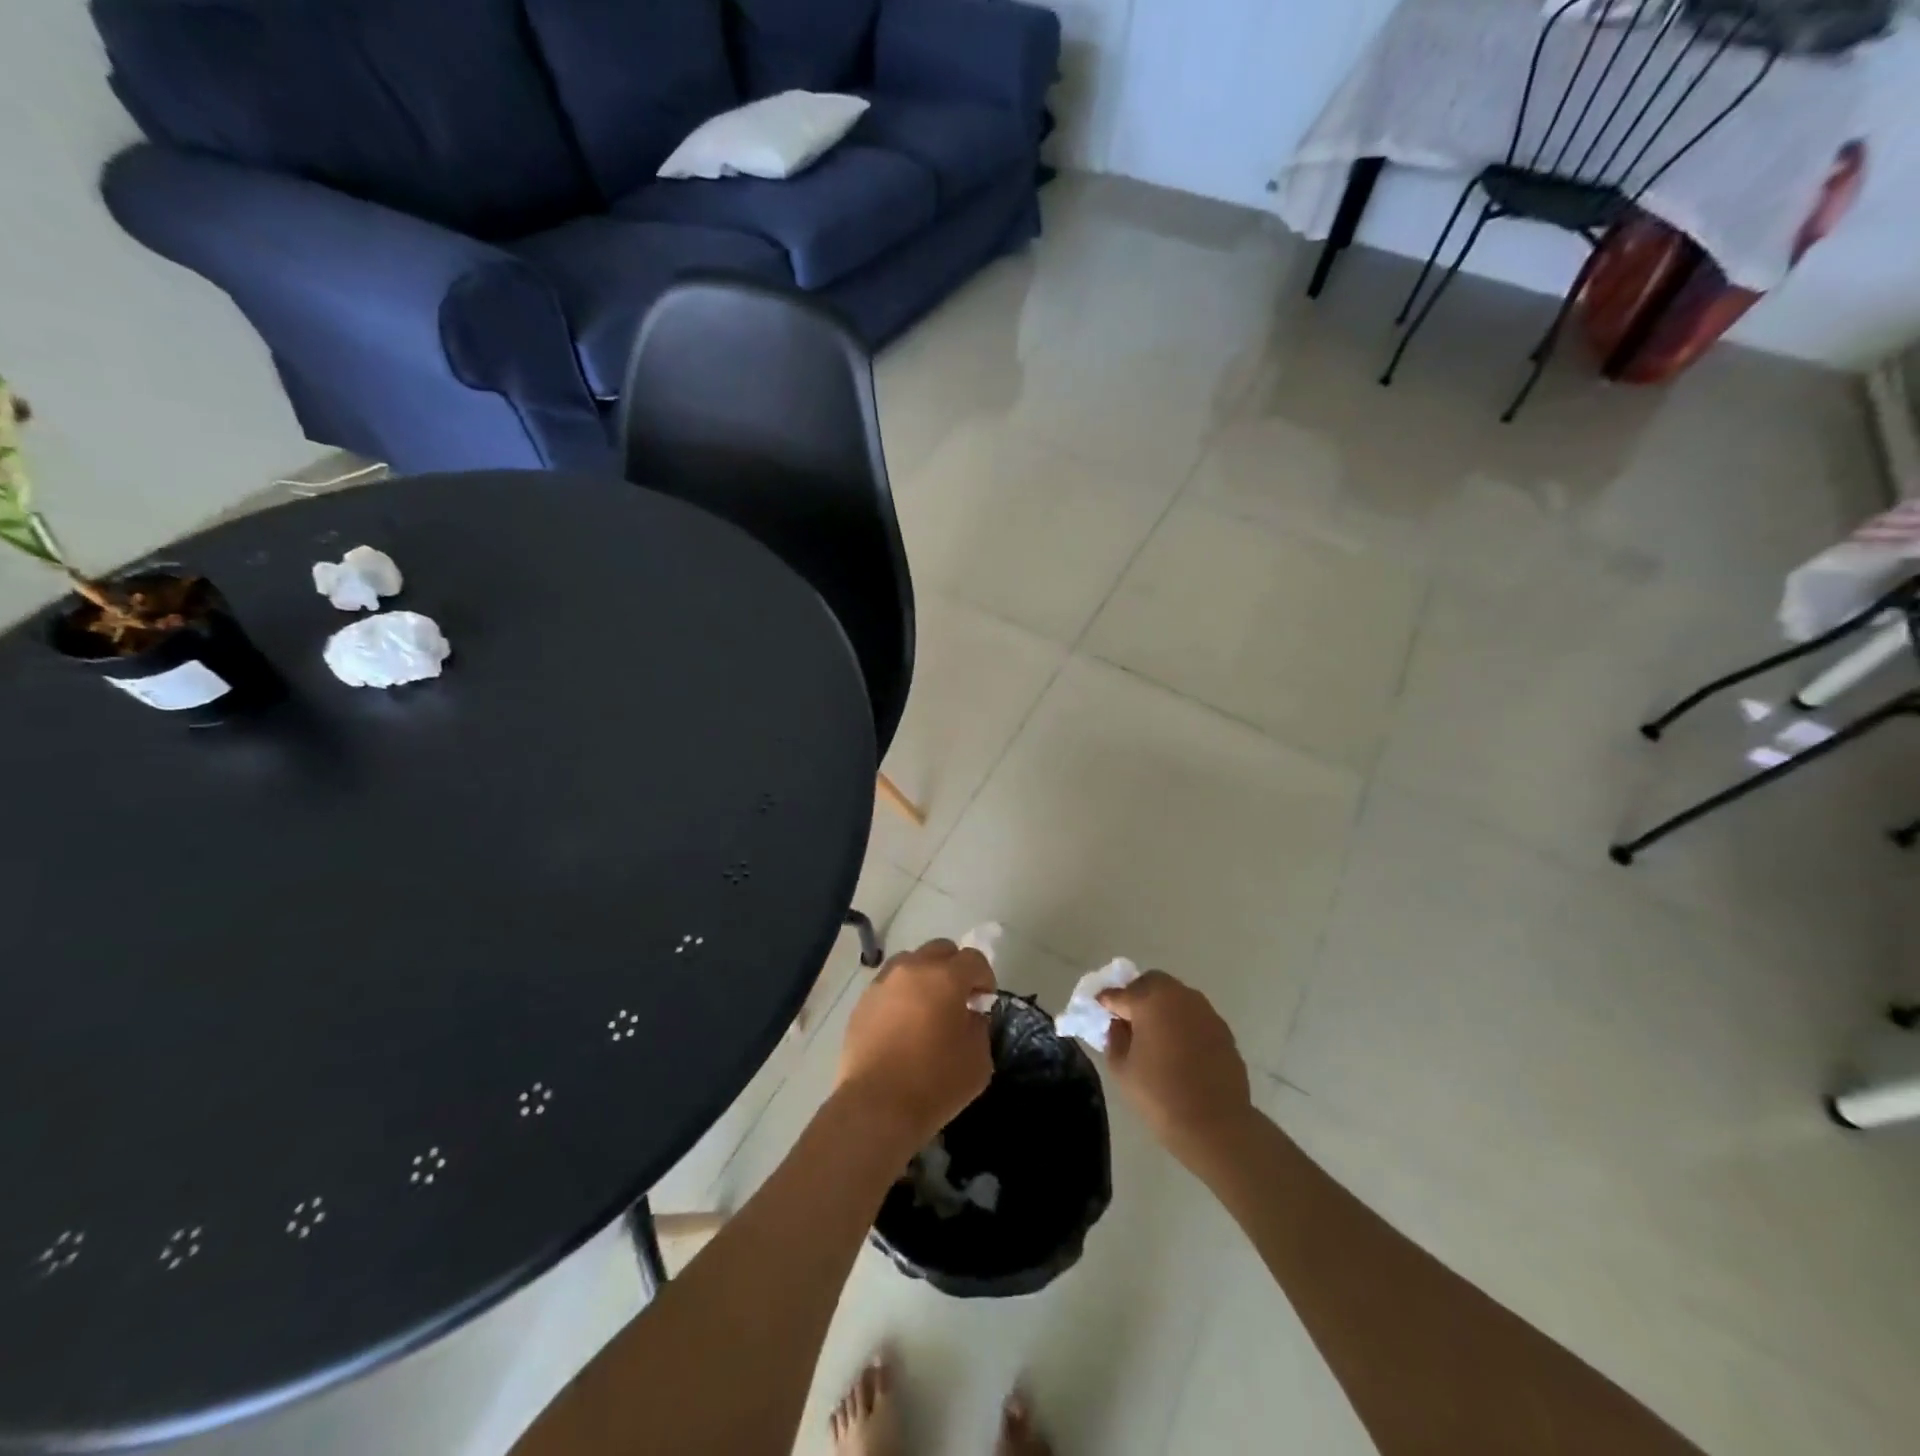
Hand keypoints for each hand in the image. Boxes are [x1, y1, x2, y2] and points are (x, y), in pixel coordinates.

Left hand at [837, 939, 995, 1149]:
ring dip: (925, 977)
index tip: (984, 1002)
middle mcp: (912, 969)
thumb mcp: (978, 1059)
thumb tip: (969, 1014)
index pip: (974, 959)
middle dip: (955, 969)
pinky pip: (889, 986)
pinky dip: (901, 995)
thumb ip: (979, 1026)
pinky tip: (903, 1026)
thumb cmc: (935, 1083)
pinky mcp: (862, 1002)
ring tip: (927, 1009)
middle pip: (940, 950)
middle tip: (958, 1000)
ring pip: (911, 962)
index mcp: (946, 977)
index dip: (985, 977)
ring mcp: (883, 983)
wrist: (876, 1107)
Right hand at [1099, 972, 1254, 1167]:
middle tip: (1129, 1019)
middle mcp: (1179, 996)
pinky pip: (1195, 1016)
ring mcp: (1205, 1011)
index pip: (1119, 993)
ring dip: (1163, 1007)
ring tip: (1156, 1035)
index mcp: (1149, 1000)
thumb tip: (1119, 1025)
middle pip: (1152, 982)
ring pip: (1177, 996)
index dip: (1107, 1001)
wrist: (1216, 1124)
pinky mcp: (1222, 1029)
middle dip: (1137, 994)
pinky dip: (1183, 1023)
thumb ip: (1114, 1039)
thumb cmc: (1160, 1095)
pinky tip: (1180, 1049)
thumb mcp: (1122, 1069)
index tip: (1100, 1010)